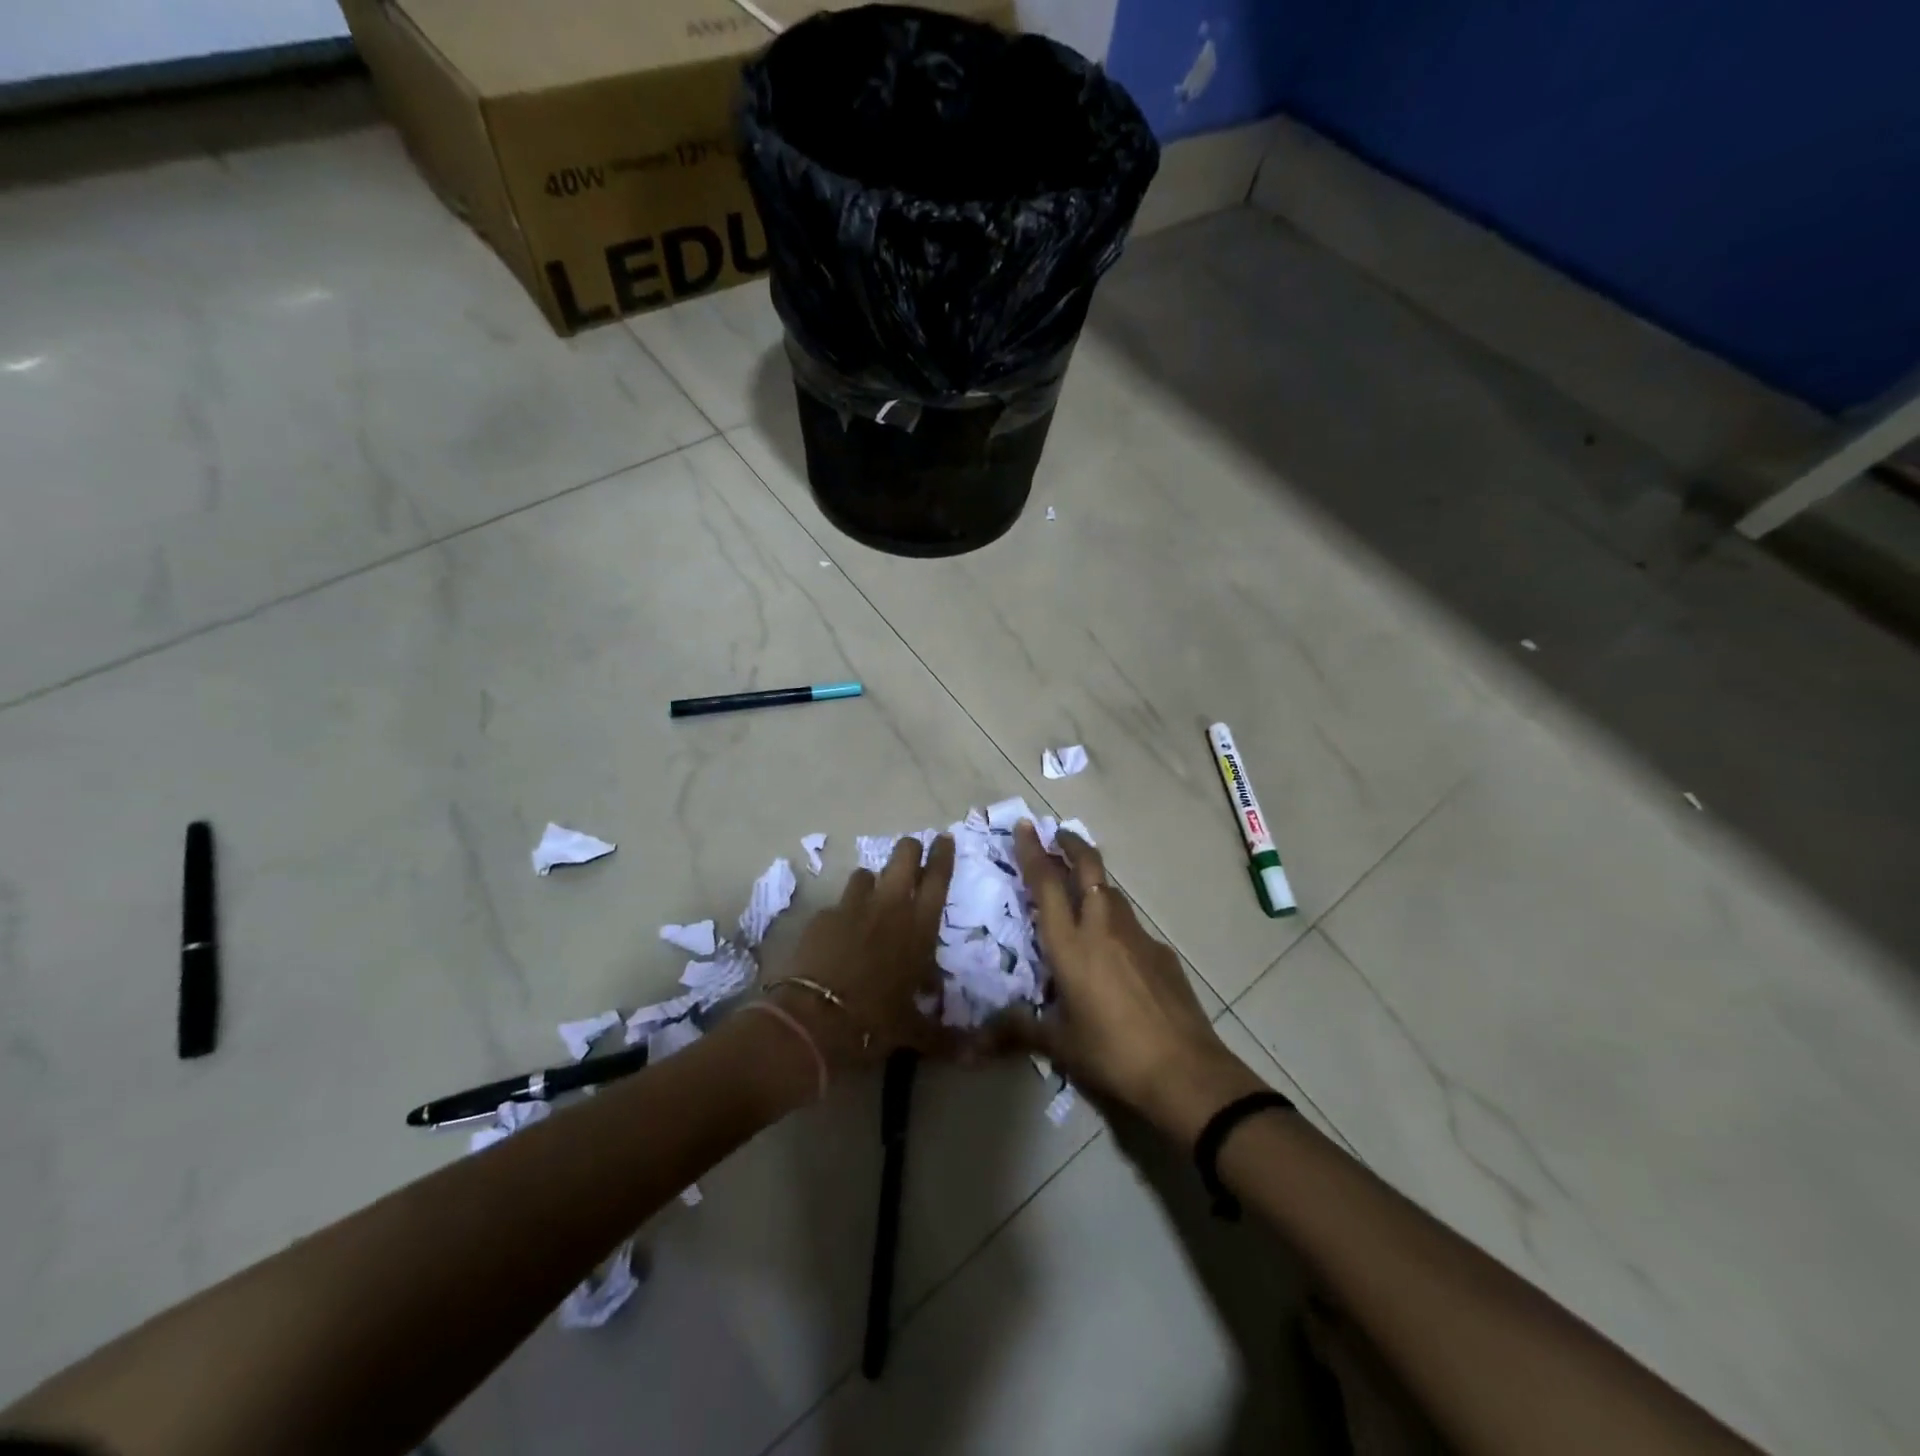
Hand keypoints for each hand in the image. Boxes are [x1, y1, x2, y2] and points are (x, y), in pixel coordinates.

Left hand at [767, 834, 955, 1072]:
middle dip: (910, 851)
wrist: (814, 1019)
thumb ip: (944, 1036)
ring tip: (873, 898)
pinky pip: (839, 903)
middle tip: (912, 855)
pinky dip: (844, 912)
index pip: (938, 876)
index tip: (945, 839)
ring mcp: (852, 906)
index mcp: (919, 927)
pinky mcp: (823, 916)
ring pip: (866, 873)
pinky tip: (841, 933)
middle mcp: (890, 906)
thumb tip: (974, 1055)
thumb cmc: (874, 1021)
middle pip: (903, 856)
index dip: (943, 854)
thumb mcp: (913, 1031)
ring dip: (873, 881)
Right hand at [1008, 822, 1265, 1140]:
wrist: (1184, 1071)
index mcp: (1071, 945)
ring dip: (1093, 880)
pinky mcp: (1161, 953)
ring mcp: (1137, 937)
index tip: (1025, 827)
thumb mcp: (1060, 1045)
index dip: (1033, 852)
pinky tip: (1114, 950)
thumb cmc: (1112, 1054)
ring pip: (1112, 892)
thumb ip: (1020, 1031)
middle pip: (1088, 869)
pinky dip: (1115, 921)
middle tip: (1057, 834)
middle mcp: (1103, 928)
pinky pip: (1131, 926)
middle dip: (1071, 845)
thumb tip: (979, 1037)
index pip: (1047, 885)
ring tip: (1079, 887)